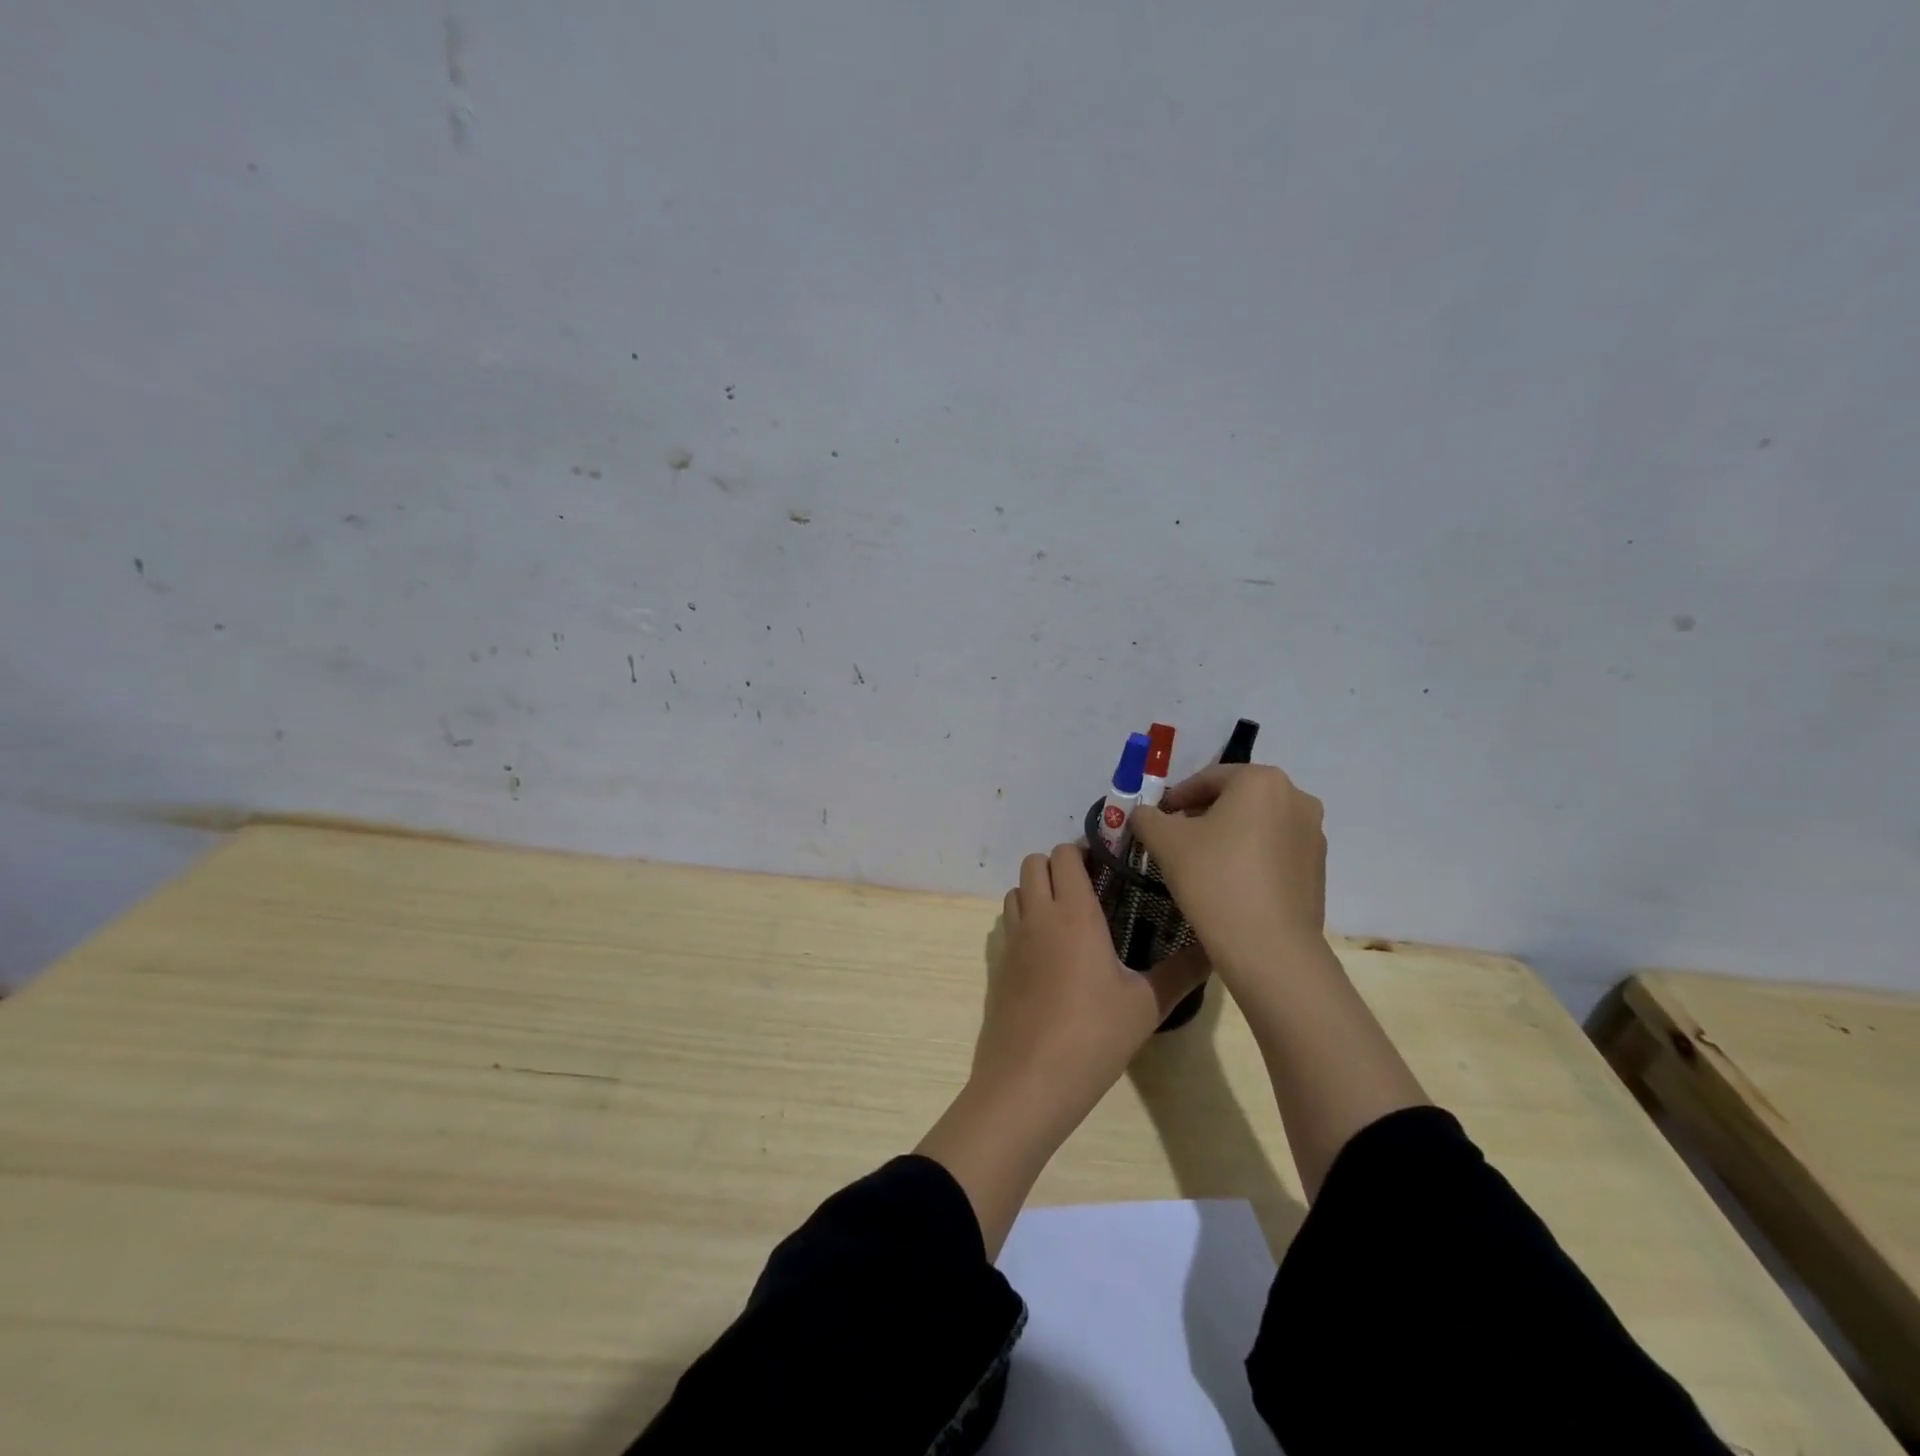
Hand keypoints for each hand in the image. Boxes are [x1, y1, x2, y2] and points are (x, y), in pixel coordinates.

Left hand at [974, 844, 1207, 1136]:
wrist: (1028, 1082)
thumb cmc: (1092, 1036)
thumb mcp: (1147, 1005)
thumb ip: (1182, 971)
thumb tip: (1215, 946)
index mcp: (1073, 913)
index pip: (1065, 854)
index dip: (1084, 852)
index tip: (1110, 868)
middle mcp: (1037, 915)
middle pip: (1034, 863)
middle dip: (1059, 866)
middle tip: (1091, 890)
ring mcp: (1011, 939)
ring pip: (1016, 890)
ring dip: (1038, 890)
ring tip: (1070, 918)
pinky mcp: (998, 965)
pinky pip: (1008, 923)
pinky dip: (1025, 920)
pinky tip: (1050, 954)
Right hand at [1128, 764, 1326, 983]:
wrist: (1269, 947)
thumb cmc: (1214, 878)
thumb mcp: (1164, 841)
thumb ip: (1147, 817)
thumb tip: (1143, 814)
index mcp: (1262, 780)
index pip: (1208, 778)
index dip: (1176, 797)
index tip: (1157, 818)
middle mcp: (1296, 798)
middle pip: (1236, 798)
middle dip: (1203, 814)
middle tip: (1174, 838)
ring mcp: (1313, 835)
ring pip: (1257, 824)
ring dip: (1228, 835)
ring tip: (1200, 862)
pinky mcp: (1318, 869)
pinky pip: (1275, 851)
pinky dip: (1250, 856)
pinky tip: (1228, 883)